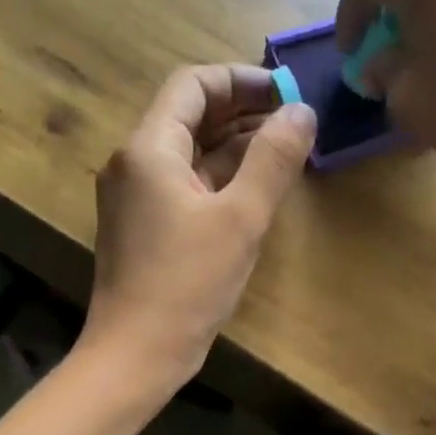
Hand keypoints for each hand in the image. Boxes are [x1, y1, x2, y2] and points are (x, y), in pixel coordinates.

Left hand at [80, 65, 315, 391]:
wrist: (136, 354)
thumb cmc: (187, 284)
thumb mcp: (240, 218)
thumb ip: (273, 160)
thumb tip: (302, 111)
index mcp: (149, 149)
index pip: (192, 86)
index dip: (241, 80)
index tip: (286, 93)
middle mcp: (134, 163)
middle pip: (189, 116)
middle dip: (241, 111)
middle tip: (293, 121)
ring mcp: (136, 197)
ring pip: (189, 153)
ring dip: (234, 145)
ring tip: (284, 150)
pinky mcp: (144, 227)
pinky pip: (184, 185)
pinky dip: (219, 178)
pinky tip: (255, 187)